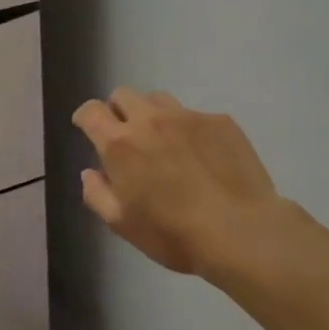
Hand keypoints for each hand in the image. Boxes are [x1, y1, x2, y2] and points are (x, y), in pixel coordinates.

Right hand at [72, 88, 302, 284]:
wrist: (243, 233)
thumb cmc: (174, 234)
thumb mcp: (122, 224)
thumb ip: (97, 194)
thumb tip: (90, 173)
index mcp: (119, 144)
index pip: (91, 111)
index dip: (85, 117)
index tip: (87, 128)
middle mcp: (150, 120)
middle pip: (123, 95)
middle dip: (118, 111)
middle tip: (127, 137)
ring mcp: (187, 117)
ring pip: (158, 99)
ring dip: (151, 114)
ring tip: (164, 142)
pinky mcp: (220, 122)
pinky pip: (194, 115)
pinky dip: (188, 129)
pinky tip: (202, 156)